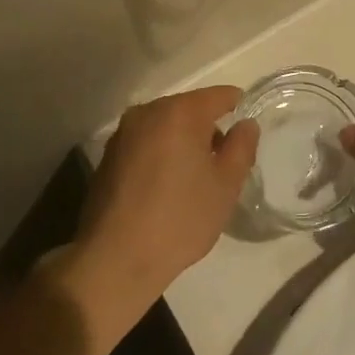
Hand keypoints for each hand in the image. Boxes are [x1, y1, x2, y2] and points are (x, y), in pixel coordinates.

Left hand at [67, 87, 257, 333]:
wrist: (115, 259)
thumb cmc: (179, 219)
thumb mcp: (226, 185)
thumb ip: (242, 147)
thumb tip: (246, 124)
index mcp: (179, 112)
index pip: (219, 95)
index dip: (238, 108)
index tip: (246, 133)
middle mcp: (148, 111)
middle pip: (190, 108)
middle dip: (209, 129)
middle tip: (223, 165)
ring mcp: (124, 132)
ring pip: (166, 126)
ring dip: (183, 142)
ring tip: (193, 180)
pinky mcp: (108, 155)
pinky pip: (146, 142)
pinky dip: (161, 154)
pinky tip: (165, 188)